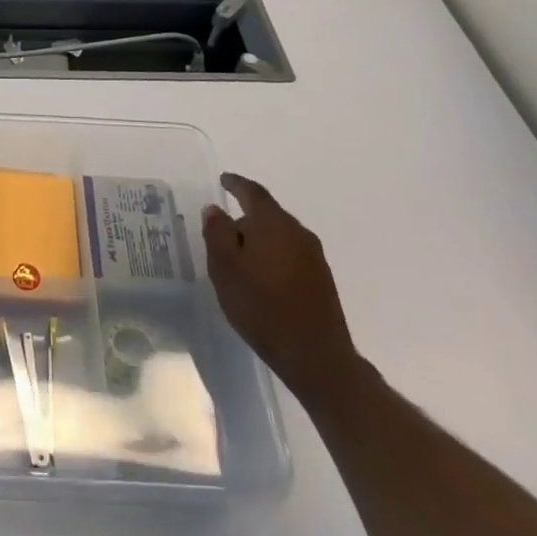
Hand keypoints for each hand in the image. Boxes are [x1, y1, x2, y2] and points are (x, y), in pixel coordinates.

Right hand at [203, 173, 361, 405]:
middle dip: (244, 219)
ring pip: (279, 236)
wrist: (316, 356)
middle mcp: (298, 233)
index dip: (236, 184)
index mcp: (273, 224)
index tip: (223, 180)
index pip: (253, 193)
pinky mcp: (321, 280)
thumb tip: (215, 209)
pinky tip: (261, 279)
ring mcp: (314, 257)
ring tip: (238, 261)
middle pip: (267, 214)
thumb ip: (217, 233)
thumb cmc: (262, 306)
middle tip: (221, 234)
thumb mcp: (225, 268)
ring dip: (258, 240)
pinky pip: (289, 254)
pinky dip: (272, 257)